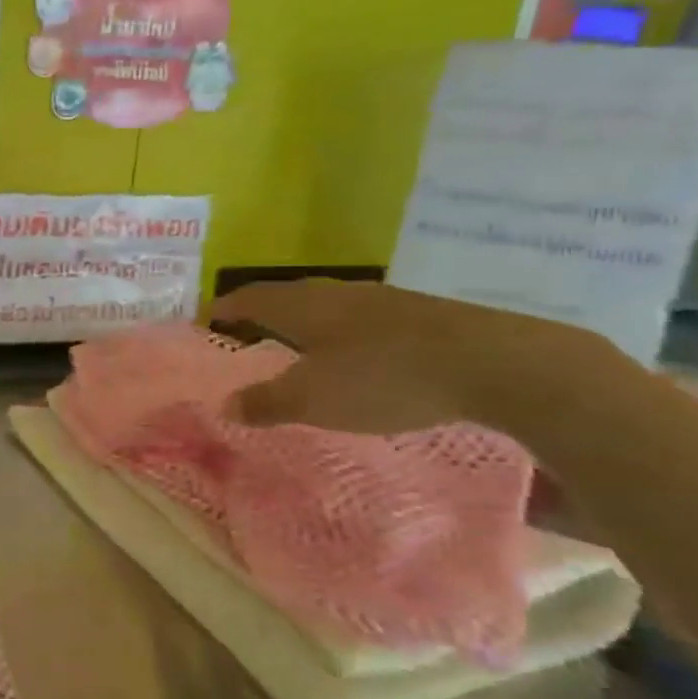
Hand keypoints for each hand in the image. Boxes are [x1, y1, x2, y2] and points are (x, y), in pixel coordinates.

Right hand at [205, 279, 606, 433]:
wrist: (493, 363)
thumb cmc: (384, 378)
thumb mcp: (314, 399)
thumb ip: (266, 402)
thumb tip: (225, 404)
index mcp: (303, 306)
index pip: (249, 297)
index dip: (224, 308)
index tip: (205, 320)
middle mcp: (336, 294)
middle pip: (286, 297)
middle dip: (261, 314)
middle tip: (244, 335)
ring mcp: (381, 301)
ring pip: (326, 306)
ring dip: (302, 324)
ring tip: (293, 348)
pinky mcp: (418, 316)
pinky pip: (359, 320)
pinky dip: (339, 335)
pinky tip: (352, 357)